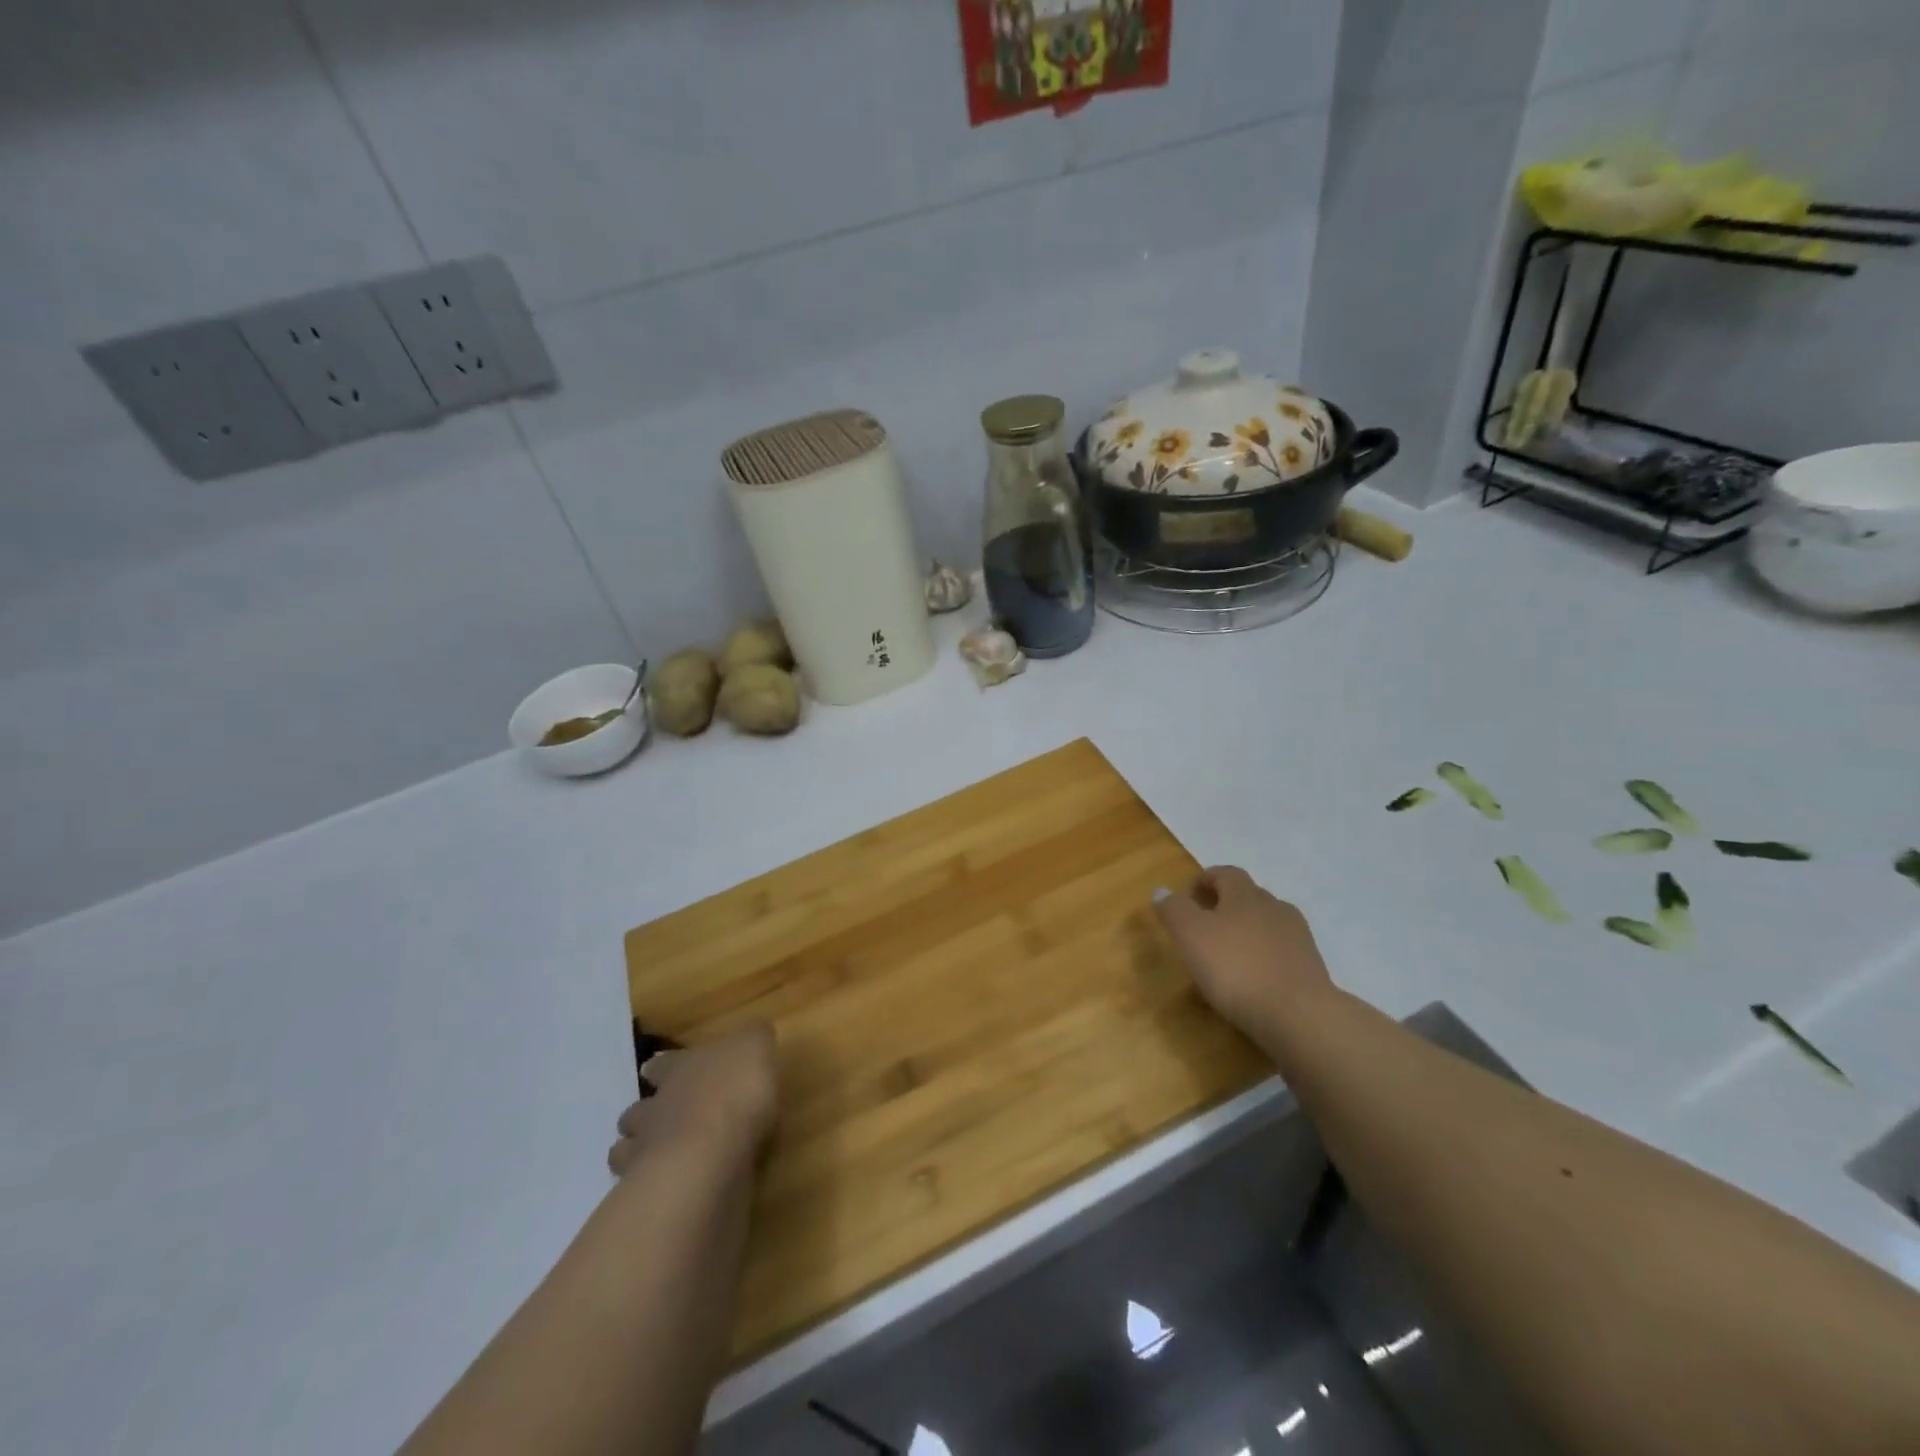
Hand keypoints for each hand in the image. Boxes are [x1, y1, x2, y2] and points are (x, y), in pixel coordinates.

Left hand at [608, 1023, 778, 1175]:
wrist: (710, 1157)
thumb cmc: (735, 1093)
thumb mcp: (755, 1048)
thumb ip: (753, 1039)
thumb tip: (753, 1032)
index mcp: (680, 1070)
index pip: (663, 1064)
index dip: (661, 1067)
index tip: (651, 1069)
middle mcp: (657, 1107)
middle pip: (638, 1110)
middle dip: (643, 1114)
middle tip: (654, 1120)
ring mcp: (647, 1152)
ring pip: (627, 1150)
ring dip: (636, 1152)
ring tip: (653, 1158)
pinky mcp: (652, 1194)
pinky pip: (640, 1189)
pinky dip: (646, 1188)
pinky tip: (665, 1190)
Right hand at [1153, 867, 1333, 1032]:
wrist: (1299, 1015)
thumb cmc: (1236, 967)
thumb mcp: (1191, 935)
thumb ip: (1175, 910)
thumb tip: (1162, 890)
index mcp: (1245, 895)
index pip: (1226, 873)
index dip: (1206, 879)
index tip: (1190, 895)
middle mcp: (1275, 908)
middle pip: (1249, 896)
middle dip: (1227, 905)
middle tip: (1205, 926)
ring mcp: (1298, 938)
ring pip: (1267, 924)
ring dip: (1247, 932)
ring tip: (1229, 955)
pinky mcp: (1311, 968)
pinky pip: (1280, 953)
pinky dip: (1264, 958)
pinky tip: (1253, 980)